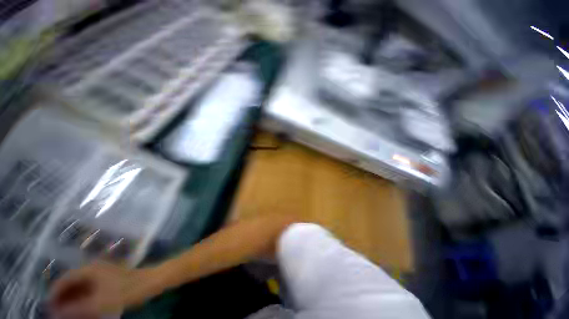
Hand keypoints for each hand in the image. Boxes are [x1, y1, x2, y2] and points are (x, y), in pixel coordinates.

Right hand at [49, 262, 154, 318]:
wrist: (150, 282)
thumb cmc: (125, 290)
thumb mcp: (97, 303)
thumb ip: (75, 309)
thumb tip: (55, 314)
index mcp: (89, 269)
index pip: (64, 279)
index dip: (54, 294)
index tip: (49, 308)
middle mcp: (94, 268)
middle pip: (72, 283)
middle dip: (63, 298)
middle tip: (58, 313)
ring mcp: (103, 273)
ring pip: (81, 286)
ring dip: (73, 299)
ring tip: (68, 314)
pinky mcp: (110, 279)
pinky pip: (91, 289)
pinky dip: (84, 299)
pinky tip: (83, 309)